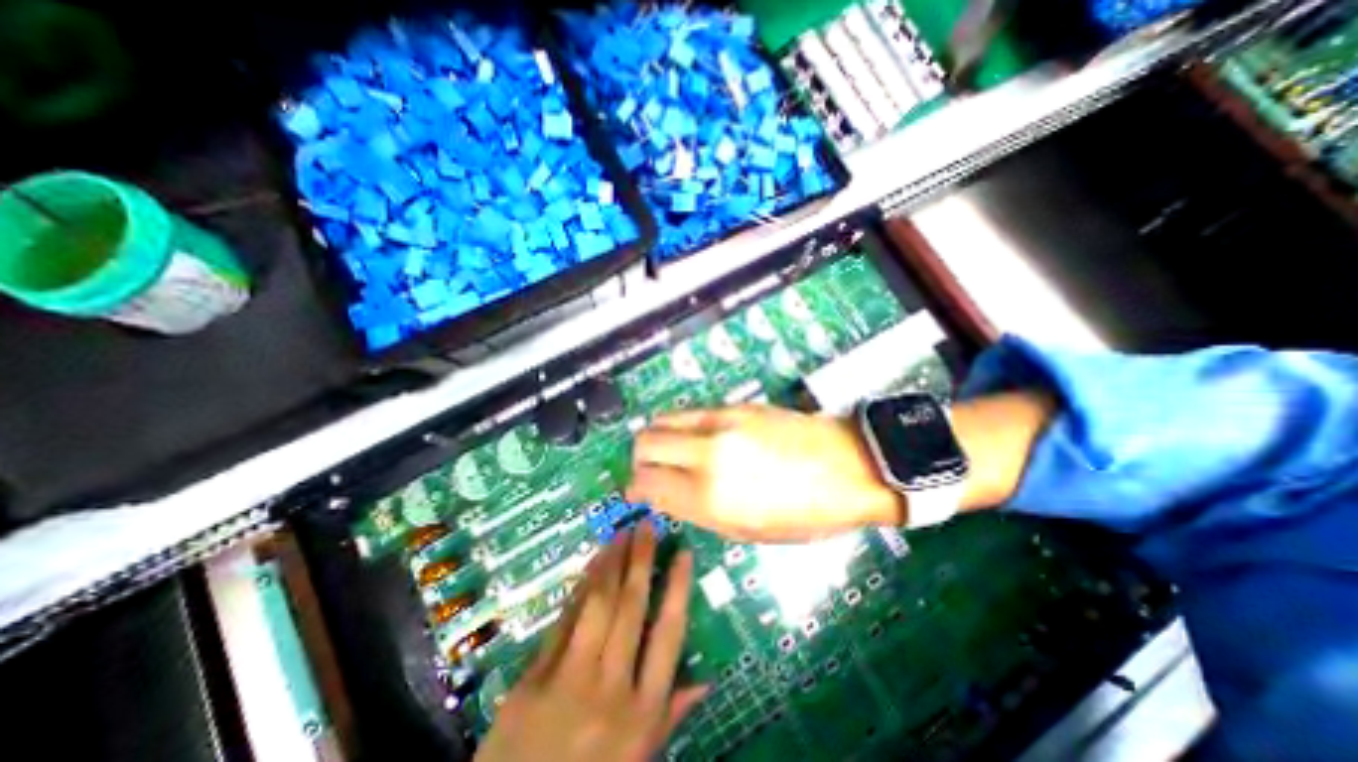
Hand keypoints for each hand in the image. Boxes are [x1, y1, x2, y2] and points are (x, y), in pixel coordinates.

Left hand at [473, 523, 703, 760]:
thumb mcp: (639, 758)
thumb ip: (671, 714)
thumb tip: (707, 679)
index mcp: (642, 711)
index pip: (668, 633)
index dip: (677, 587)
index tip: (683, 552)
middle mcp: (611, 687)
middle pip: (631, 607)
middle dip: (641, 559)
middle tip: (647, 525)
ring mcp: (569, 679)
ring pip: (597, 605)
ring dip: (611, 563)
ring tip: (622, 533)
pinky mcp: (533, 678)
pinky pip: (564, 620)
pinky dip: (580, 587)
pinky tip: (591, 564)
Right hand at [626, 404, 899, 542]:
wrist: (850, 465)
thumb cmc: (806, 514)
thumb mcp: (748, 532)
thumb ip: (698, 512)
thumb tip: (664, 495)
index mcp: (711, 497)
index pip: (646, 483)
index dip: (636, 489)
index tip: (640, 493)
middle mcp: (706, 453)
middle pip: (643, 442)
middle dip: (640, 460)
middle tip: (653, 472)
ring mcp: (720, 422)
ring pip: (661, 420)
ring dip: (657, 438)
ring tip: (672, 453)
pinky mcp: (734, 404)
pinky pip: (689, 412)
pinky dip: (680, 426)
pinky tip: (697, 439)